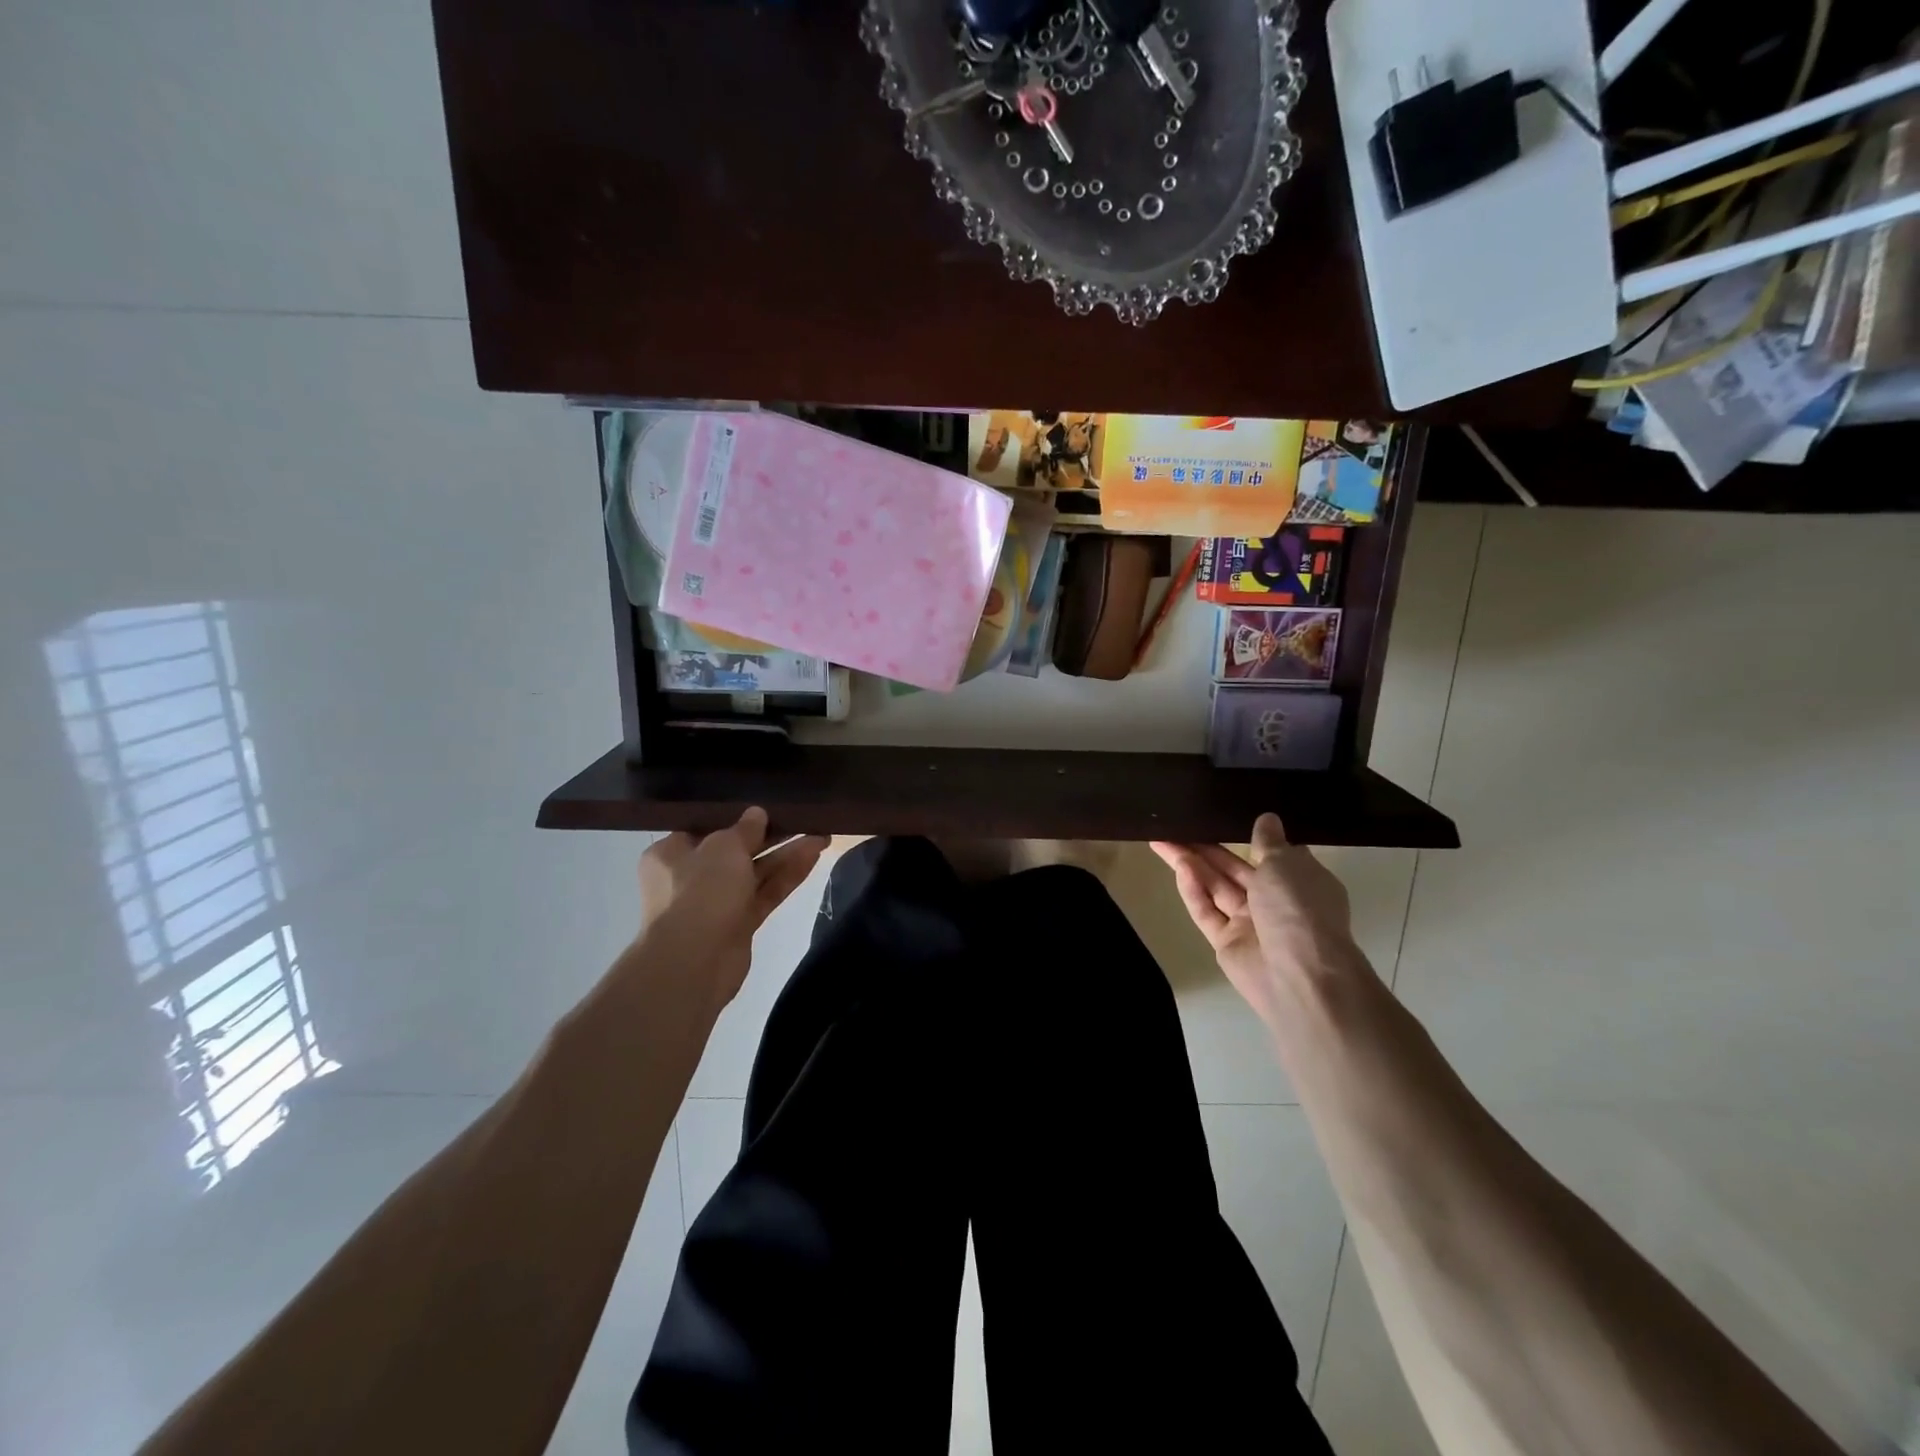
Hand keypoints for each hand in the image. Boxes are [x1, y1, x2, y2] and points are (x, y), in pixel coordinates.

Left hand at [638, 808, 827, 1010]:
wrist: (694, 962)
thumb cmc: (699, 891)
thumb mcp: (724, 847)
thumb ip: (745, 828)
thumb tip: (756, 813)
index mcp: (671, 853)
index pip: (706, 828)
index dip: (738, 817)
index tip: (767, 805)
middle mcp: (690, 876)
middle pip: (736, 850)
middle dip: (771, 836)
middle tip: (803, 819)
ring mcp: (715, 902)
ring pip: (756, 873)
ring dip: (786, 855)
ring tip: (821, 836)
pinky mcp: (738, 924)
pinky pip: (765, 893)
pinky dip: (787, 877)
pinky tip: (814, 857)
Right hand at [1150, 813, 1364, 1020]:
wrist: (1300, 975)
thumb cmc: (1300, 909)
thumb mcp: (1287, 864)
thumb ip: (1269, 841)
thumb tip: (1268, 819)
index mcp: (1300, 881)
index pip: (1272, 854)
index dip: (1247, 836)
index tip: (1221, 816)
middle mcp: (1275, 901)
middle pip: (1233, 869)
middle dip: (1206, 848)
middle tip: (1175, 826)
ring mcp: (1249, 923)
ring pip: (1215, 887)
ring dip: (1191, 864)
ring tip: (1162, 840)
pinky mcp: (1225, 942)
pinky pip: (1206, 911)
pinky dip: (1194, 891)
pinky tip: (1180, 869)